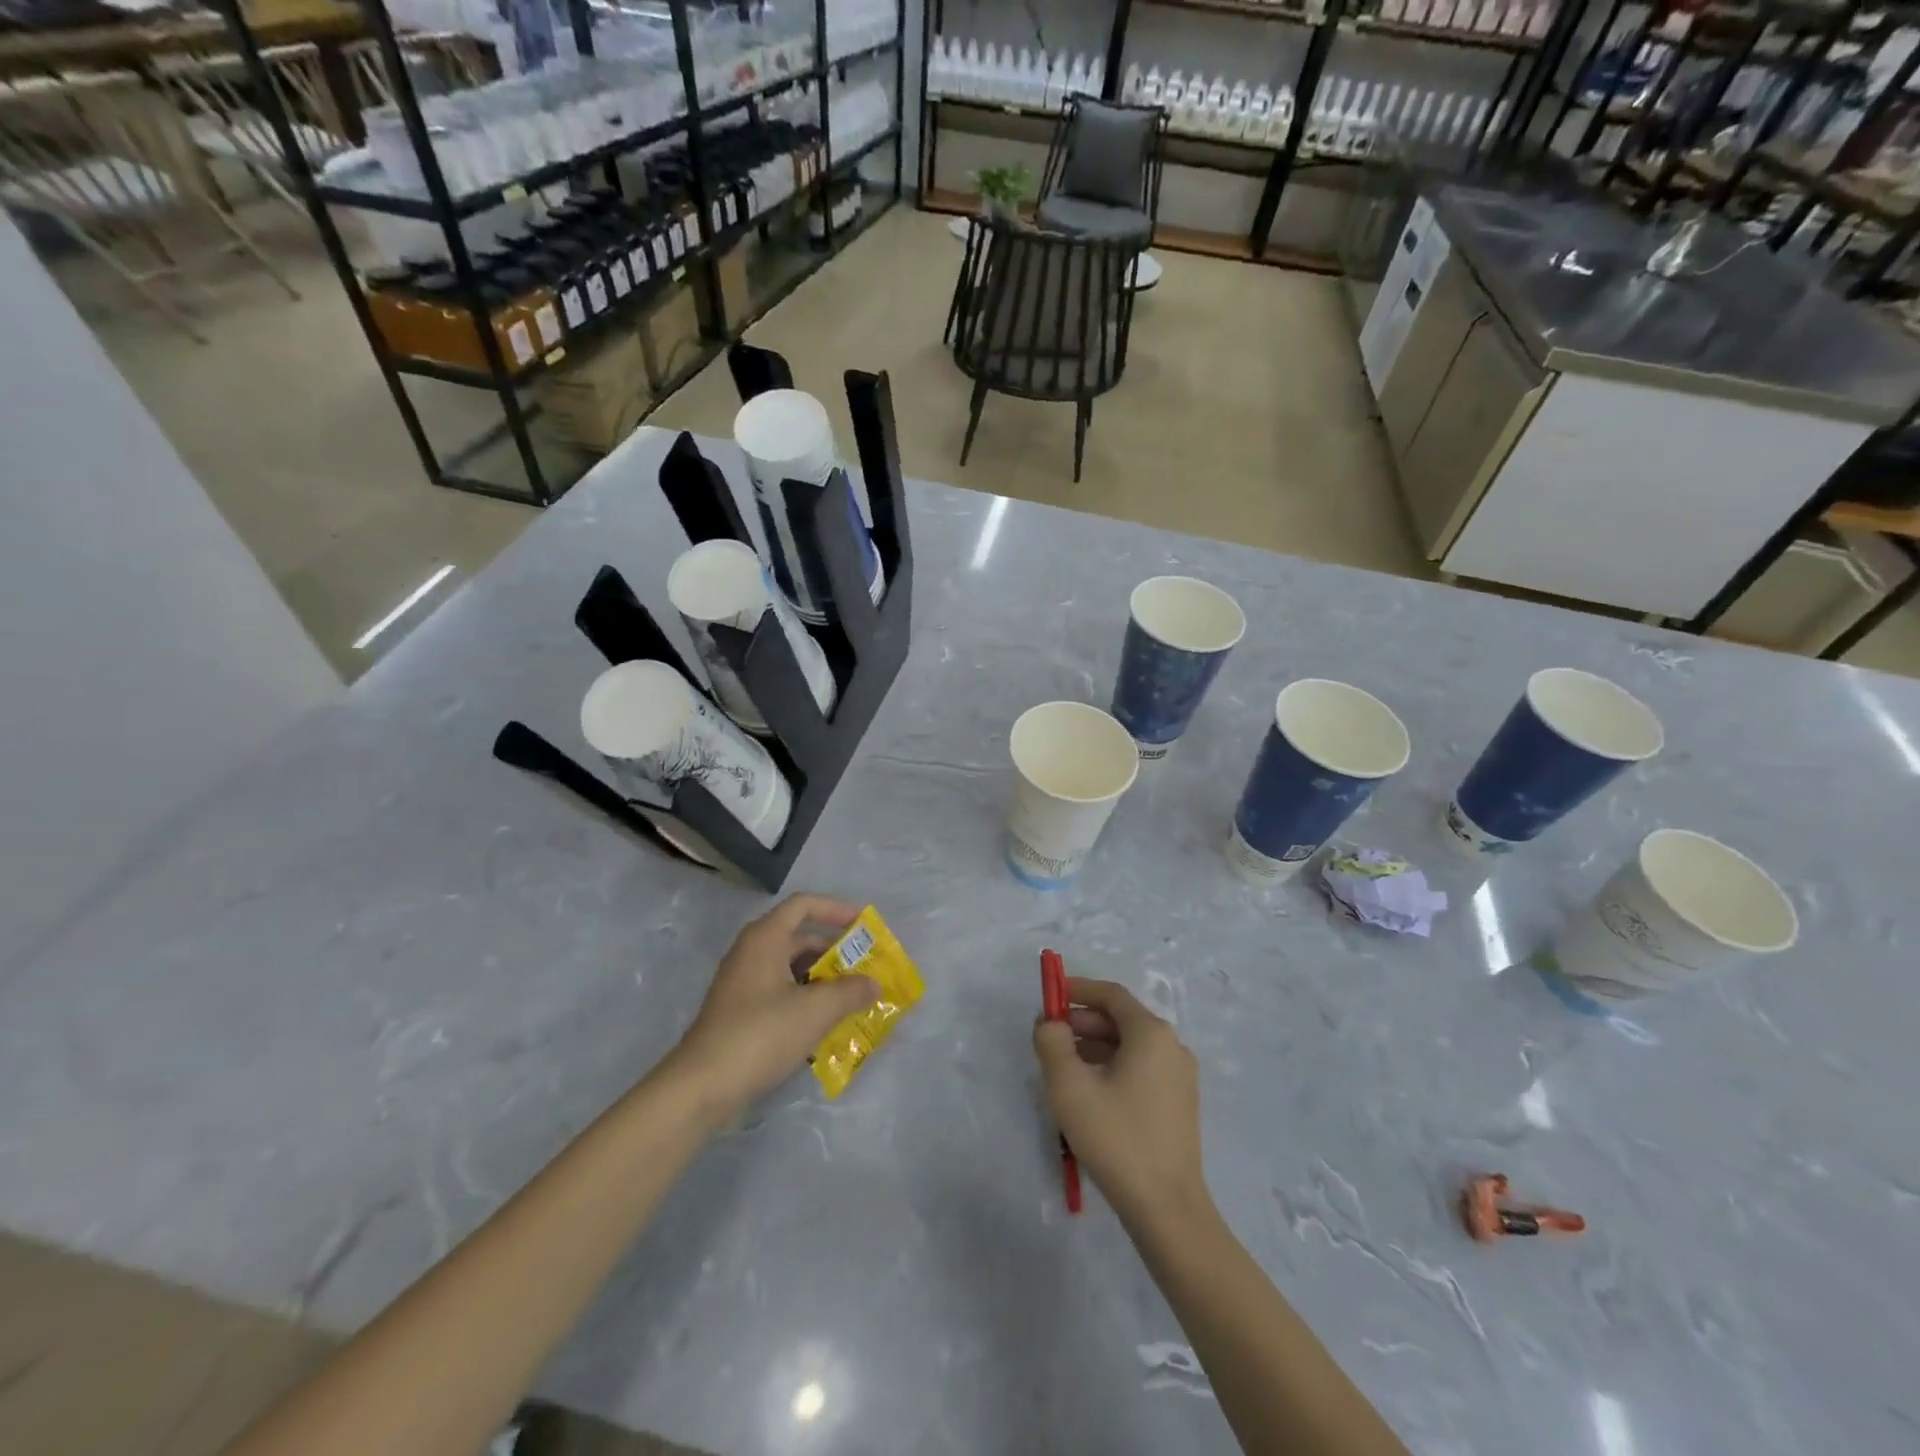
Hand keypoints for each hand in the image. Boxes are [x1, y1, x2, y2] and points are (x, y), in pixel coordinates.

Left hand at [671, 894, 880, 1122]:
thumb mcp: (815, 1010)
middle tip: (866, 970)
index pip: (804, 905)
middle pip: (800, 938)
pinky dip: (806, 1000)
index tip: (864, 926)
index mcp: (765, 938)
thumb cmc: (760, 1034)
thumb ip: (851, 992)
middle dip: (835, 952)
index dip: (836, 909)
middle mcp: (752, 952)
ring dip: (823, 980)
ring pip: (792, 969)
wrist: (701, 1087)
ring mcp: (743, 983)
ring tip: (853, 999)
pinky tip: (826, 1024)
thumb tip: (874, 984)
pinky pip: (781, 992)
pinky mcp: (740, 1012)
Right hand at [1033, 977, 1207, 1226]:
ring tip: (1062, 1070)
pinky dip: (1112, 1068)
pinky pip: (1140, 1069)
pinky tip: (1089, 1094)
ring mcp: (1180, 1077)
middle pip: (1121, 1019)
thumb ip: (1052, 1042)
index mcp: (1151, 1033)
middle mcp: (1172, 1046)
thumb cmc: (1116, 1137)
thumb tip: (1052, 1025)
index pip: (1111, 994)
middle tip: (1049, 1039)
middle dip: (1082, 1022)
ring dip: (1094, 1047)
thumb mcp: (1069, 1085)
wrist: (1166, 1208)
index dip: (1078, 989)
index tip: (1049, 997)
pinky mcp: (1179, 1104)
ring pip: (1129, 1047)